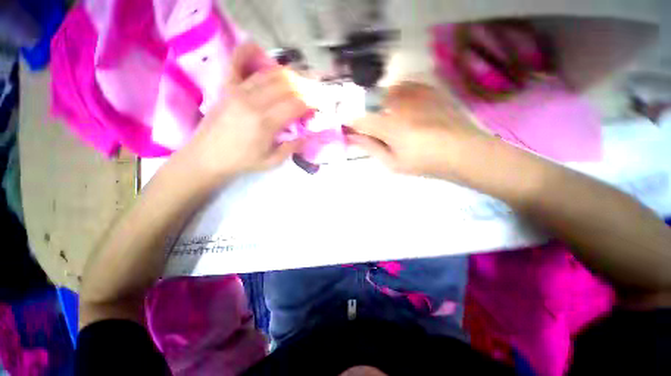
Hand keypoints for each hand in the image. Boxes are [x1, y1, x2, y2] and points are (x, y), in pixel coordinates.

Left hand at [179, 43, 307, 181]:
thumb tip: (308, 137)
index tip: (316, 108)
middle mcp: (253, 102)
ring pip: (269, 74)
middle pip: (285, 85)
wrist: (206, 157)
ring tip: (296, 82)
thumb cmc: (242, 161)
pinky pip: (238, 64)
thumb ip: (292, 148)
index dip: (310, 103)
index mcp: (265, 123)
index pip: (295, 104)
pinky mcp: (227, 88)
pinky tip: (259, 49)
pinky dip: (249, 53)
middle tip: (310, 95)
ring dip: (287, 75)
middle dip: (303, 88)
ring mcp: (238, 91)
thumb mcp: (271, 161)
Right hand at [348, 82, 487, 178]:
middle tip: (378, 130)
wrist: (463, 151)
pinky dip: (401, 95)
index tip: (350, 130)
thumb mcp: (393, 162)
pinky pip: (407, 86)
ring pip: (388, 92)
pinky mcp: (429, 90)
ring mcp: (415, 94)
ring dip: (385, 105)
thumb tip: (352, 138)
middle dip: (370, 116)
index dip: (351, 124)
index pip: (359, 120)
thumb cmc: (424, 162)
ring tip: (395, 119)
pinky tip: (408, 108)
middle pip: (372, 104)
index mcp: (387, 126)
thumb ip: (370, 148)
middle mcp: (398, 104)